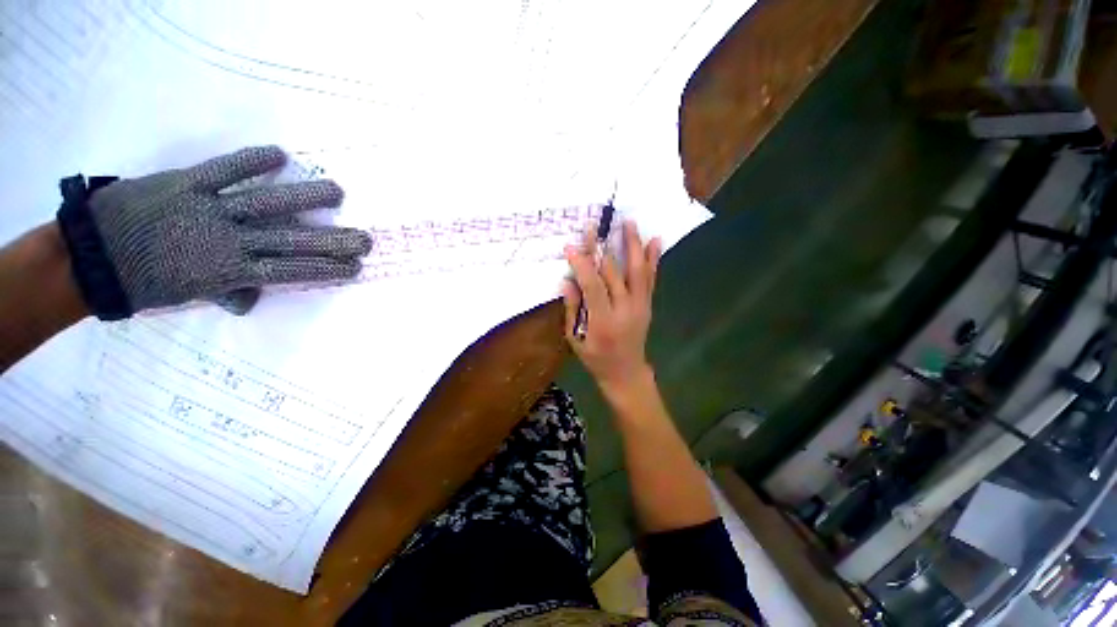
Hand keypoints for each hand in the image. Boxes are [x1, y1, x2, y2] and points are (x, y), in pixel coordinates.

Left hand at [55, 146, 371, 319]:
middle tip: (364, 239)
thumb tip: (253, 295)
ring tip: (338, 192)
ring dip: (306, 198)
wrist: (88, 261)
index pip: (292, 270)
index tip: (354, 267)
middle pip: (291, 240)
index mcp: (232, 271)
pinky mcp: (186, 183)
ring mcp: (209, 209)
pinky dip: (251, 161)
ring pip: (267, 202)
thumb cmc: (142, 283)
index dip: (326, 269)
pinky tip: (280, 155)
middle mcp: (230, 240)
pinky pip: (224, 170)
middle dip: (332, 241)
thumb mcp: (191, 296)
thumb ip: (228, 292)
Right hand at [562, 220, 661, 398]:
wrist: (627, 372)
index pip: (593, 286)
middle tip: (595, 225)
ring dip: (633, 245)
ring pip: (637, 271)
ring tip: (629, 222)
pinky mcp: (648, 304)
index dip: (582, 265)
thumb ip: (572, 309)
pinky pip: (651, 279)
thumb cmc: (596, 359)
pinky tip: (655, 240)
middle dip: (602, 248)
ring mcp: (640, 306)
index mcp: (604, 322)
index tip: (571, 247)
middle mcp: (625, 310)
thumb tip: (567, 281)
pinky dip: (653, 259)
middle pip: (614, 273)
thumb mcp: (575, 339)